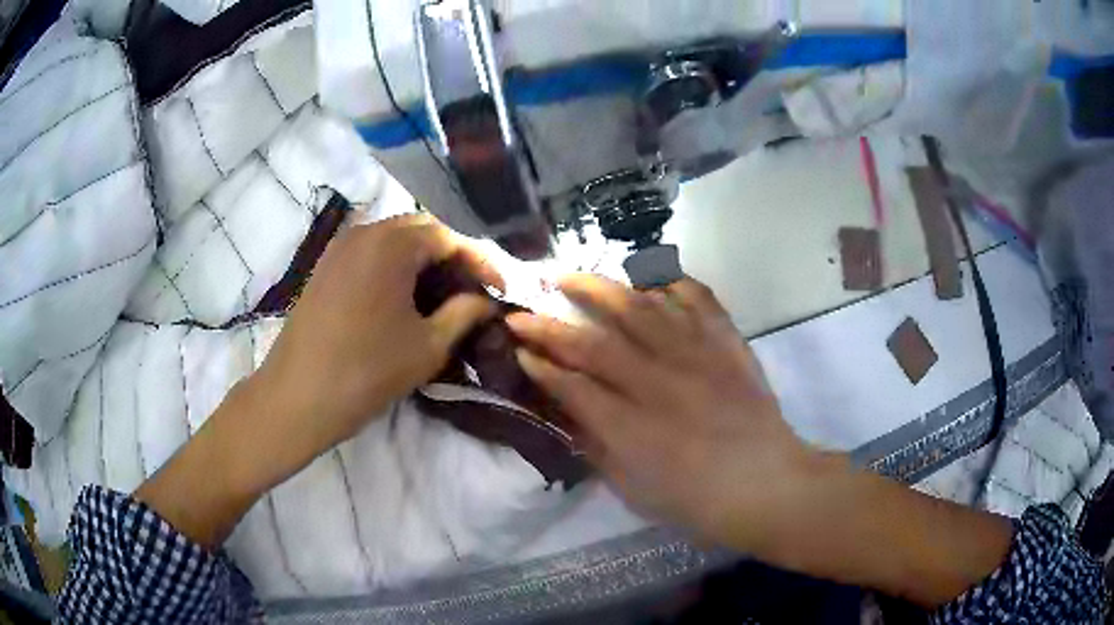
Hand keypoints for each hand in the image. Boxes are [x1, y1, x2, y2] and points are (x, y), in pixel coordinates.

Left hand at [137, 214, 502, 545]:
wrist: (297, 397)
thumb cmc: (366, 371)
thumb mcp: (428, 346)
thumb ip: (465, 313)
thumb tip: (487, 300)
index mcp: (393, 243)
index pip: (449, 237)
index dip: (480, 262)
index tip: (499, 290)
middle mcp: (365, 231)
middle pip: (421, 231)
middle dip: (451, 258)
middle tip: (472, 290)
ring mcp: (340, 247)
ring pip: (393, 240)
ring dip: (422, 261)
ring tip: (442, 295)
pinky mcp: (325, 267)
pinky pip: (370, 254)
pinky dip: (395, 267)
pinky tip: (404, 297)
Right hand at [506, 275, 820, 551]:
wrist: (767, 484)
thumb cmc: (697, 501)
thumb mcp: (635, 490)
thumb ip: (599, 449)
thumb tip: (571, 414)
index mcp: (633, 429)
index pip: (573, 386)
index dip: (541, 365)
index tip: (518, 347)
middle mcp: (659, 384)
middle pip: (596, 344)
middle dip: (552, 324)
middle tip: (525, 307)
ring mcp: (697, 357)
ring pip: (641, 309)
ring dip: (600, 289)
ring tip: (572, 274)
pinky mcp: (727, 345)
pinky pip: (697, 300)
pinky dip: (672, 282)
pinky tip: (649, 276)